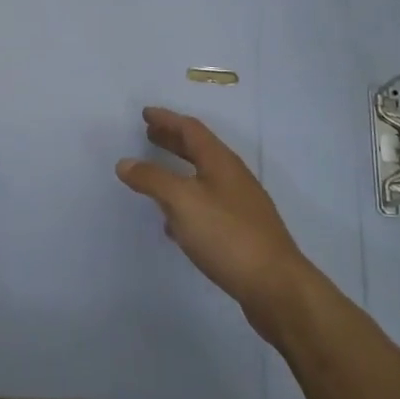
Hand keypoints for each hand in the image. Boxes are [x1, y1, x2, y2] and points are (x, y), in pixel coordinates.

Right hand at [116, 107, 311, 330]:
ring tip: (155, 175)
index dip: (167, 119)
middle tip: (149, 134)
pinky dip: (186, 202)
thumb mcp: (182, 202)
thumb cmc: (227, 235)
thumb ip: (152, 179)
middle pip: (199, 150)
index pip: (191, 130)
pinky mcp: (241, 231)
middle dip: (173, 140)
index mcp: (221, 162)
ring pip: (203, 178)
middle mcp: (233, 177)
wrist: (274, 285)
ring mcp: (240, 205)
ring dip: (178, 171)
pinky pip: (207, 205)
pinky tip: (174, 222)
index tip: (145, 113)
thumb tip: (125, 162)